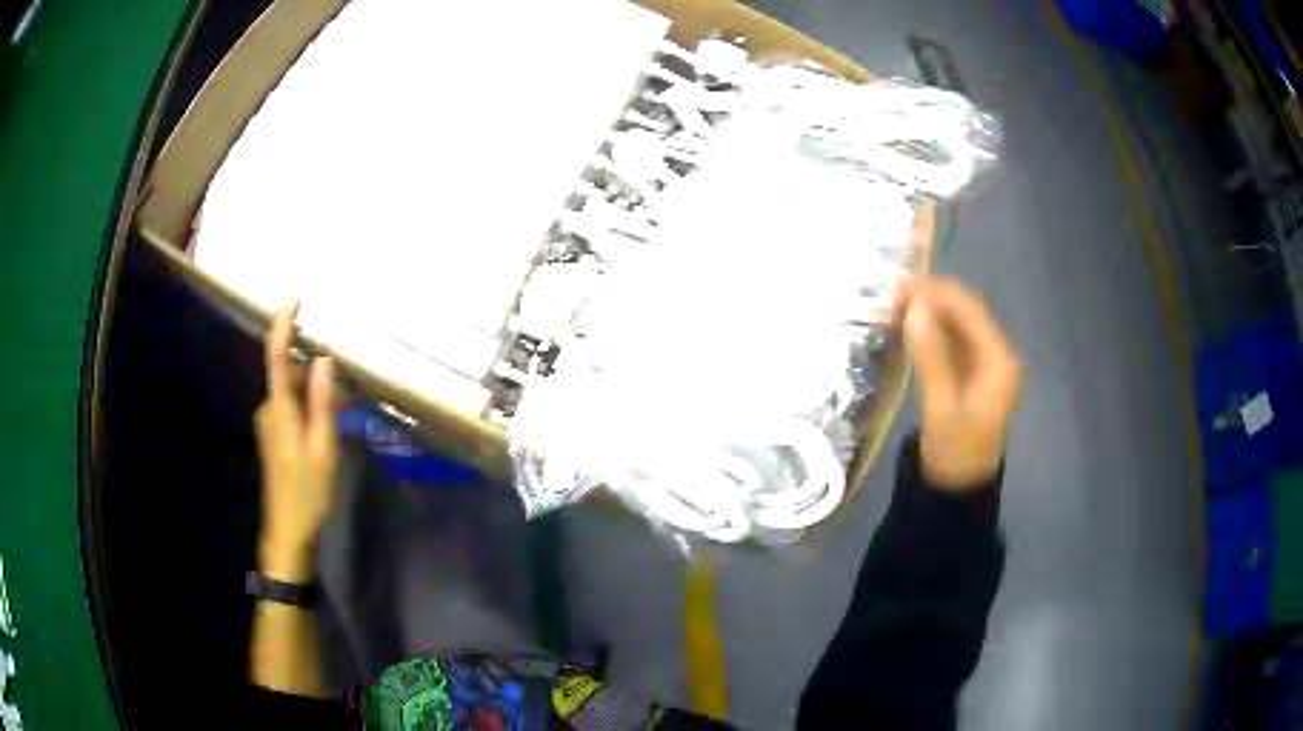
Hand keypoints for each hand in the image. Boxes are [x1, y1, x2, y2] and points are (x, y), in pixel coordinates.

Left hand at [255, 303, 337, 582]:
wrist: (288, 533)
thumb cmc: (307, 493)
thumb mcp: (322, 449)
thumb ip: (321, 403)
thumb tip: (323, 359)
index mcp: (278, 410)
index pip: (275, 357)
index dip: (282, 326)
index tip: (295, 299)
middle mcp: (269, 410)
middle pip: (287, 373)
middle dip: (312, 363)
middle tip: (344, 366)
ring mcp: (270, 423)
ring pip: (292, 391)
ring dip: (314, 386)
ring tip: (346, 395)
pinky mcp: (275, 436)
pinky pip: (292, 406)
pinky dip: (310, 402)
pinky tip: (332, 414)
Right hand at [896, 277, 1021, 490]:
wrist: (957, 491)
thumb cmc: (954, 453)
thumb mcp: (941, 407)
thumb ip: (931, 355)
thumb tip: (914, 307)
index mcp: (999, 359)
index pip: (969, 309)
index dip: (936, 292)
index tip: (899, 287)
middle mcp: (996, 353)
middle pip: (964, 311)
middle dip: (930, 299)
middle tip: (890, 298)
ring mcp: (984, 363)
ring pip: (956, 323)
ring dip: (927, 312)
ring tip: (892, 309)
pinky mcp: (970, 373)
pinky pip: (951, 340)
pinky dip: (929, 330)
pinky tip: (906, 328)